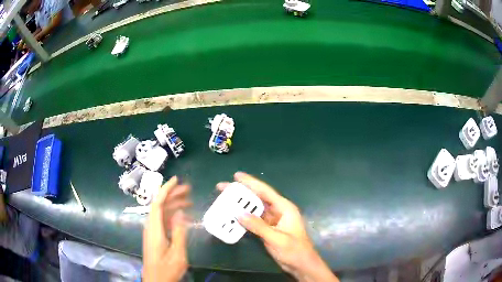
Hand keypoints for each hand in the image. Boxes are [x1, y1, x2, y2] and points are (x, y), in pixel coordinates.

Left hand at [143, 176, 191, 281]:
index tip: (176, 179)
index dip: (166, 189)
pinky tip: (184, 216)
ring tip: (189, 201)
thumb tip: (181, 212)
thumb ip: (179, 232)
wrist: (156, 281)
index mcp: (154, 230)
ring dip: (174, 205)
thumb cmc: (167, 269)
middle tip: (189, 190)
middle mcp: (151, 227)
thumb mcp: (177, 253)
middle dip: (173, 195)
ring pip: (162, 213)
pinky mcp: (155, 237)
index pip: (157, 203)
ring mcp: (152, 232)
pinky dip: (173, 216)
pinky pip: (163, 221)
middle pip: (160, 205)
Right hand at [217, 172, 338, 281]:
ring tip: (225, 199)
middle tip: (224, 187)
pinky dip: (244, 217)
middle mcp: (278, 211)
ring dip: (241, 204)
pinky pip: (254, 219)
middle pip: (258, 198)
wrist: (301, 264)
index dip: (251, 182)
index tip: (236, 175)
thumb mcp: (276, 238)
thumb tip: (239, 214)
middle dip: (242, 192)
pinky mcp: (268, 229)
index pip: (265, 191)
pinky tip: (233, 215)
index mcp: (284, 208)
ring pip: (255, 208)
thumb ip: (258, 226)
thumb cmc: (294, 250)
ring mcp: (273, 220)